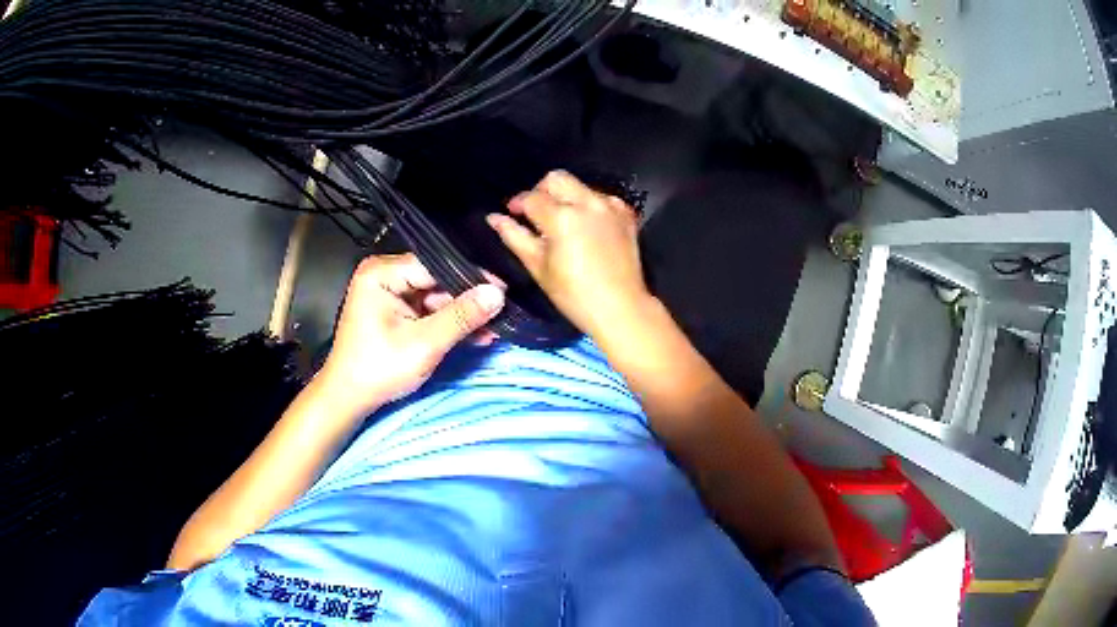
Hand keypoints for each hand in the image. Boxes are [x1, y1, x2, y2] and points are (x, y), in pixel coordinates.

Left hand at [316, 254, 505, 416]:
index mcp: (381, 273)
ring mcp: (389, 292)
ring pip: (436, 296)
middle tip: (503, 310)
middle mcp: (384, 274)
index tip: (505, 290)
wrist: (348, 398)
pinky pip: (428, 309)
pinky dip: (448, 322)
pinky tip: (476, 333)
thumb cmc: (379, 369)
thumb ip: (461, 316)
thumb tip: (498, 293)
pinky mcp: (394, 310)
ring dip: (462, 314)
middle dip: (468, 299)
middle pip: (437, 279)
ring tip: (495, 326)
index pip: (436, 265)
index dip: (471, 277)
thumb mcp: (424, 344)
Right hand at [486, 170, 651, 337]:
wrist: (621, 309)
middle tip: (535, 214)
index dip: (517, 203)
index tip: (512, 213)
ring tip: (561, 224)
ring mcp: (610, 207)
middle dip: (541, 191)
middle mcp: (587, 203)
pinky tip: (585, 227)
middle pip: (557, 179)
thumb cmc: (574, 295)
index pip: (531, 197)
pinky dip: (589, 206)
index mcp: (562, 217)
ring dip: (566, 197)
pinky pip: (601, 198)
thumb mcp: (538, 267)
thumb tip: (495, 218)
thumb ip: (515, 236)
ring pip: (580, 186)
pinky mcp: (625, 215)